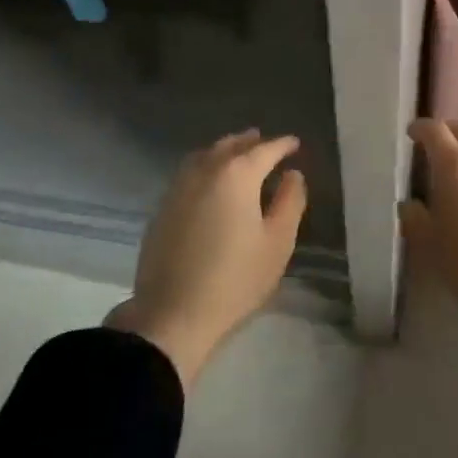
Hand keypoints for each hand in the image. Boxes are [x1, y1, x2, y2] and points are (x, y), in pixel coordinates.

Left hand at [107, 130, 306, 388]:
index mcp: (238, 174)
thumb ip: (290, 201)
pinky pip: (189, 171)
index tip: (295, 144)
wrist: (171, 316)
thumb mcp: (278, 243)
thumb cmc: (234, 279)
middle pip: (232, 145)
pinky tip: (211, 180)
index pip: (265, 149)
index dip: (283, 145)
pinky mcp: (163, 207)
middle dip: (252, 142)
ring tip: (239, 155)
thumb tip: (292, 174)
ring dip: (226, 149)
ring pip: (207, 154)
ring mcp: (180, 187)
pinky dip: (206, 165)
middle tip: (267, 144)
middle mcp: (206, 170)